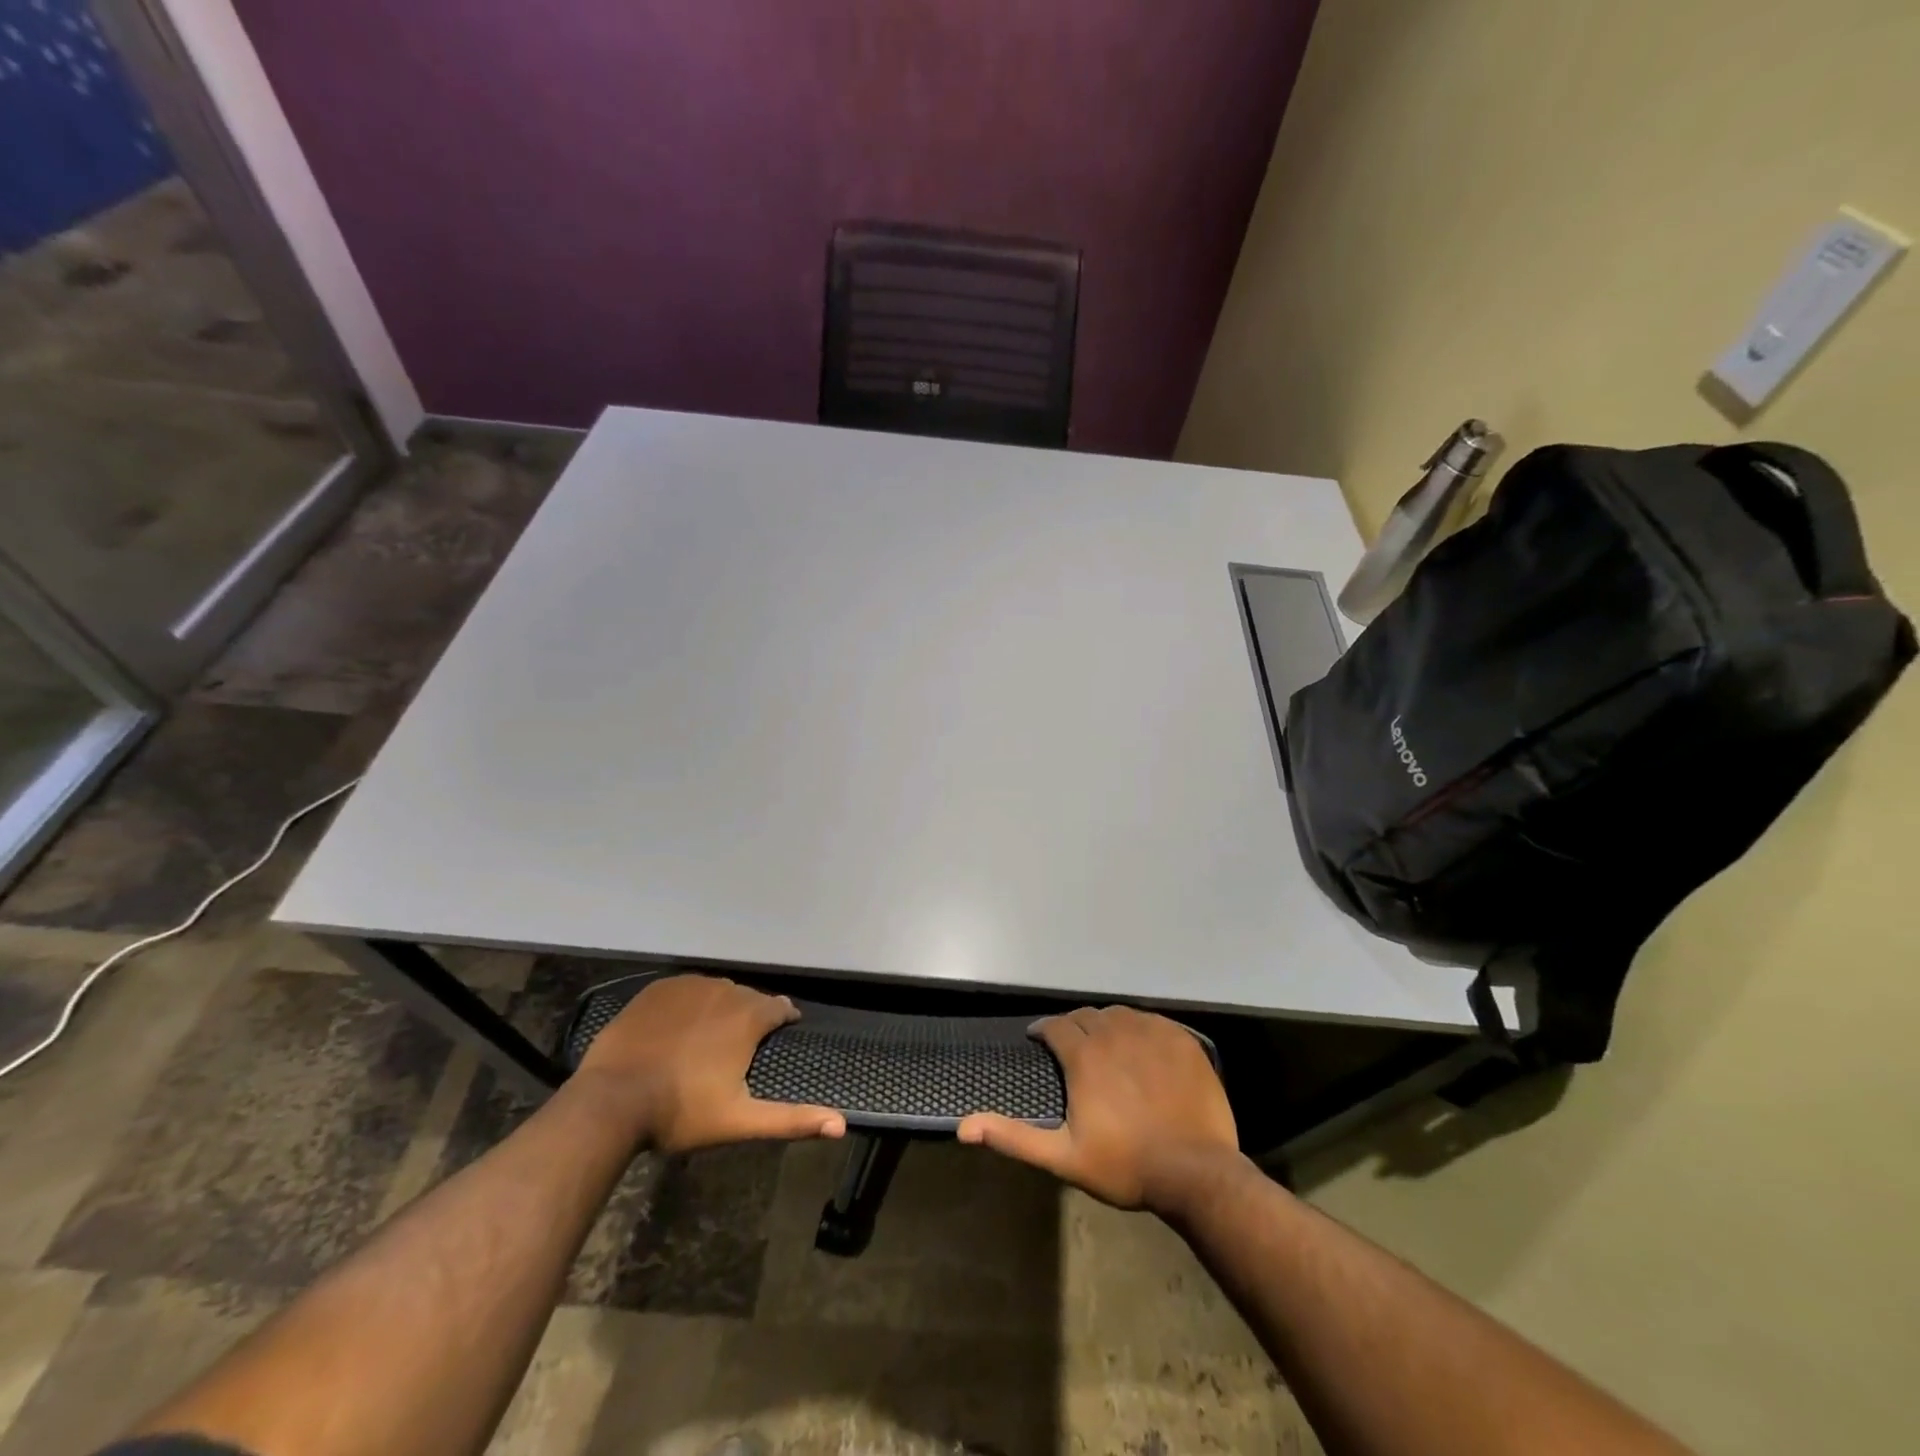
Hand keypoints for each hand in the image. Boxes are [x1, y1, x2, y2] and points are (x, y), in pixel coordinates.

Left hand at [574, 975, 845, 1152]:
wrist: (612, 1100)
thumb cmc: (682, 1111)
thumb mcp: (740, 1120)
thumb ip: (792, 1119)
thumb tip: (842, 1125)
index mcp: (749, 1017)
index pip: (780, 1007)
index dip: (784, 1020)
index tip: (782, 1032)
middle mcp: (724, 991)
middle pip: (748, 998)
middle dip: (750, 1016)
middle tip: (739, 1046)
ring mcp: (688, 986)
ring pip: (717, 991)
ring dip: (721, 1008)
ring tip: (710, 1036)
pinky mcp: (658, 989)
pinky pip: (685, 989)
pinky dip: (689, 1003)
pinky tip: (679, 1026)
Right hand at [958, 1005, 1238, 1213]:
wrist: (1196, 1172)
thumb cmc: (1125, 1166)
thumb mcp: (1063, 1157)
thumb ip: (1014, 1137)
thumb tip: (964, 1126)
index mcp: (1084, 1056)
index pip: (1056, 1026)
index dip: (1044, 1031)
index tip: (1039, 1040)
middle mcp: (1114, 1033)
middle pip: (1086, 1016)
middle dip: (1073, 1027)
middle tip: (1072, 1047)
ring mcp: (1151, 1032)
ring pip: (1118, 1014)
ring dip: (1105, 1024)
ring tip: (1104, 1044)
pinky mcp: (1181, 1039)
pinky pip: (1151, 1020)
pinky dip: (1139, 1028)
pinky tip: (1140, 1046)